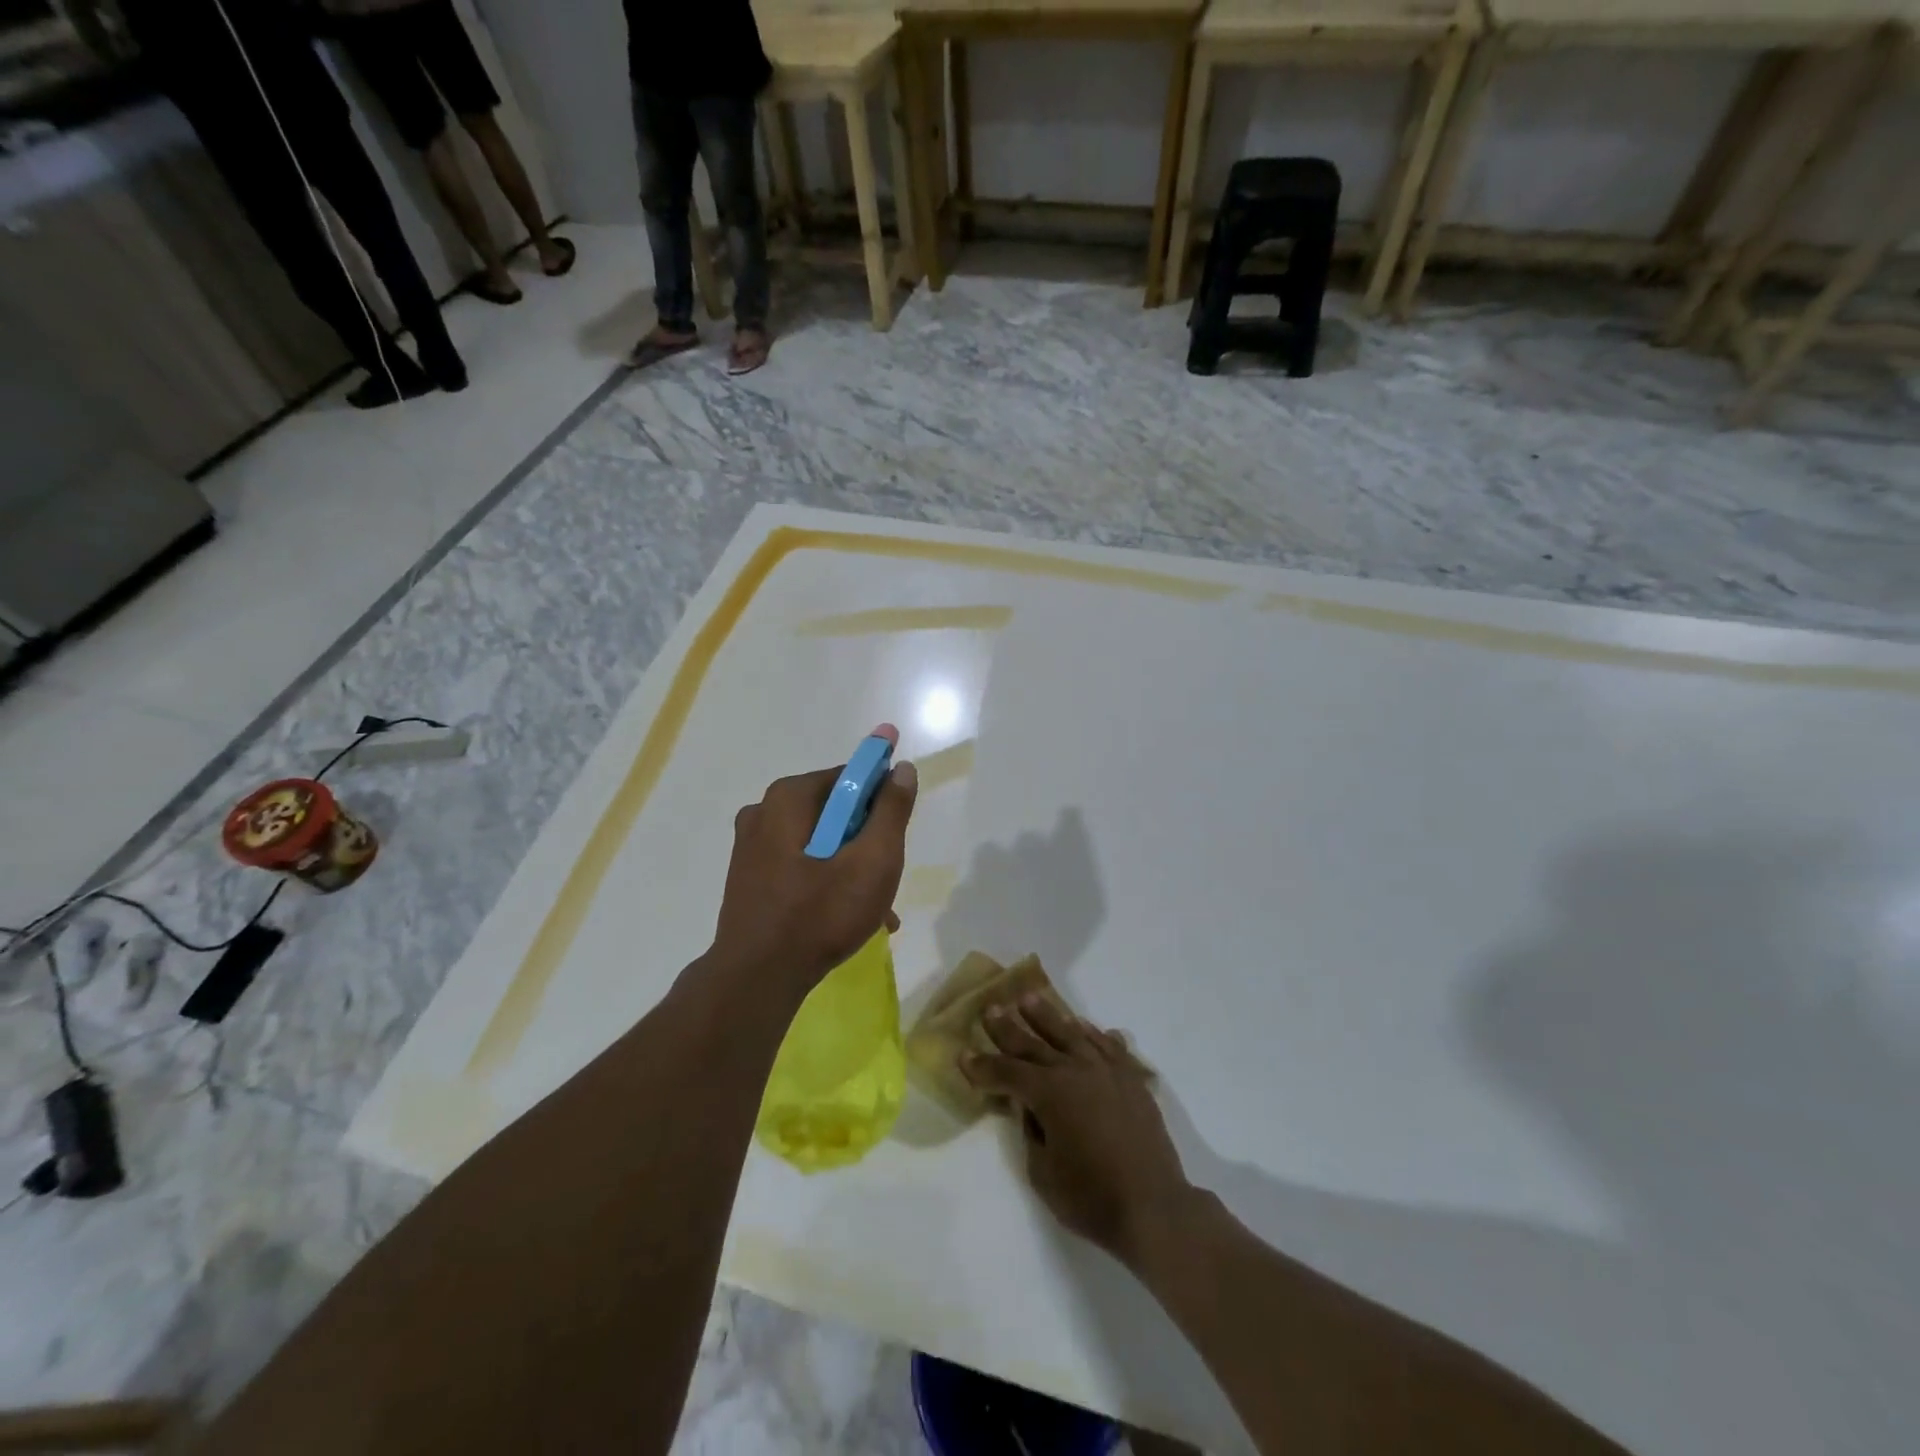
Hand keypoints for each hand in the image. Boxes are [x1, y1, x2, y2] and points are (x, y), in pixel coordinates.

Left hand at [708, 746, 917, 1001]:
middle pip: (836, 812)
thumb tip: (902, 768)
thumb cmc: (820, 915)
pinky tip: (849, 918)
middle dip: (868, 840)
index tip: (897, 834)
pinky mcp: (749, 877)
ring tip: (876, 909)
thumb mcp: (873, 860)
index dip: (882, 799)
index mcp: (789, 797)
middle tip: (888, 876)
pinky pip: (801, 865)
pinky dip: (827, 881)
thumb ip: (891, 811)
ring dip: (852, 867)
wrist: (756, 981)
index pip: (851, 777)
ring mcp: (751, 847)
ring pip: (820, 843)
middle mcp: (764, 812)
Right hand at [963, 996, 1192, 1266]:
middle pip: (1035, 1043)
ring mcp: (1107, 1071)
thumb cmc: (1091, 1198)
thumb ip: (1031, 1131)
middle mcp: (1076, 1071)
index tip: (964, 1054)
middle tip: (991, 1008)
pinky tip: (1083, 1026)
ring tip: (1030, 998)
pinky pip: (1108, 1046)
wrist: (1154, 1207)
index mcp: (1050, 1093)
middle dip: (1009, 1028)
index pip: (1007, 1073)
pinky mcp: (1131, 1079)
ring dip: (1048, 1016)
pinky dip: (1093, 1033)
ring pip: (1071, 1034)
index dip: (983, 1066)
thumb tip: (1030, 1107)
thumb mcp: (1043, 1172)